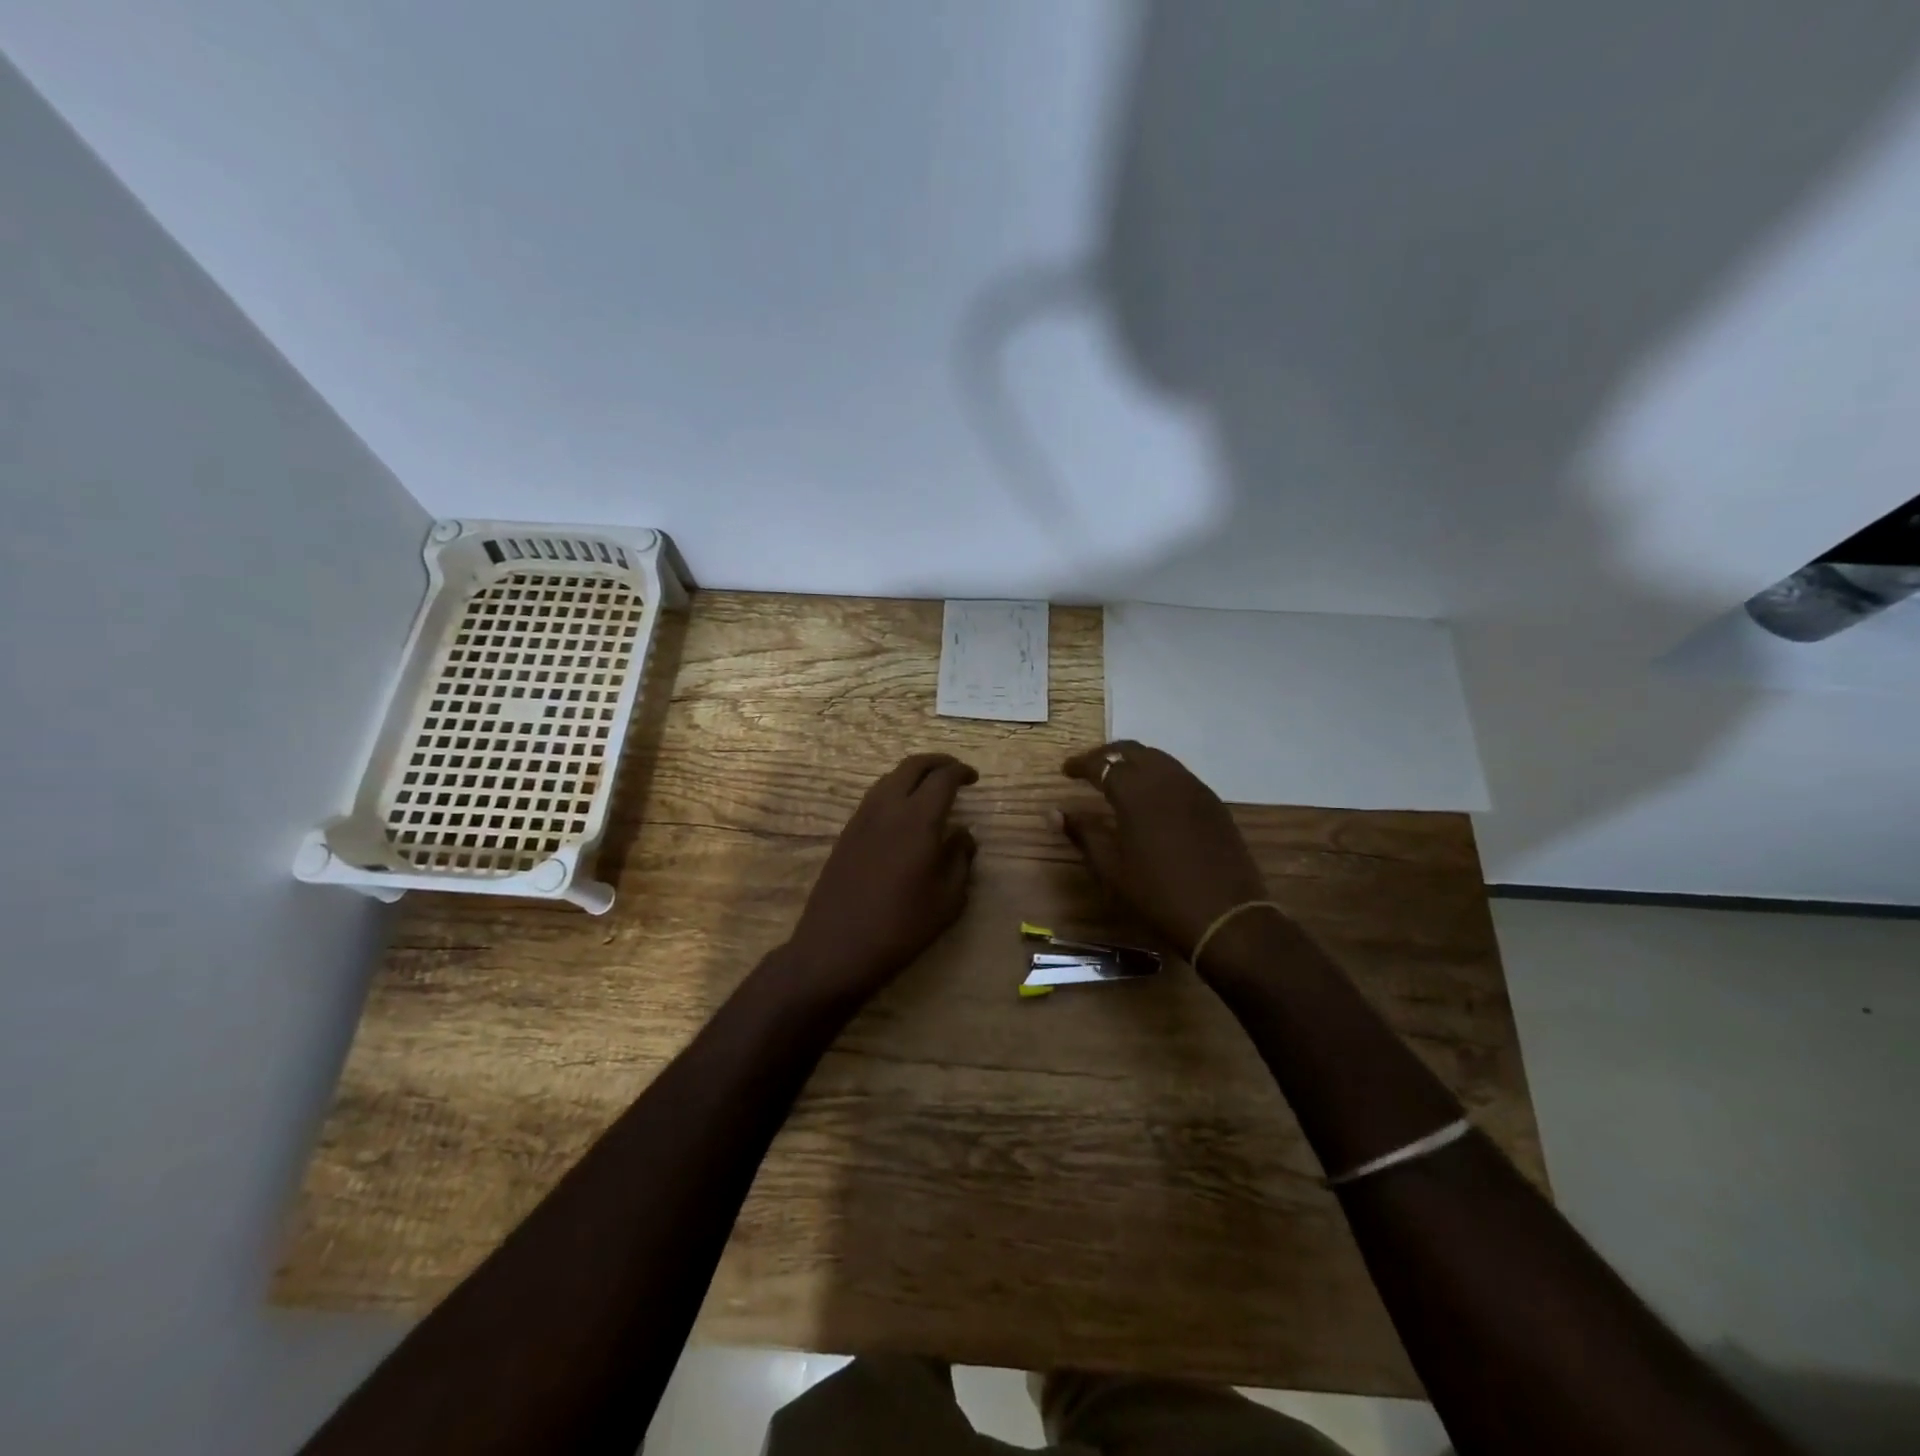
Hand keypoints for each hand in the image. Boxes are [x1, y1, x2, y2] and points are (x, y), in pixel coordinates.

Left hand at [783, 753, 979, 1005]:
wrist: (837, 946)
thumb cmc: (902, 926)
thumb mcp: (948, 899)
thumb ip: (960, 859)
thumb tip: (962, 835)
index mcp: (918, 819)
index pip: (943, 778)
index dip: (961, 772)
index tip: (973, 778)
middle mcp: (888, 807)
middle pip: (913, 766)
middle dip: (937, 762)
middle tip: (954, 772)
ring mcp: (862, 818)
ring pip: (890, 777)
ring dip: (913, 774)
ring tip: (930, 789)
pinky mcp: (847, 832)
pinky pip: (875, 796)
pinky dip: (895, 790)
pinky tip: (903, 812)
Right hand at [1056, 741, 1271, 960]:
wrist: (1225, 916)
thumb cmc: (1158, 894)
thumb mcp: (1111, 868)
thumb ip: (1083, 834)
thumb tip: (1054, 812)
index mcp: (1136, 792)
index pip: (1102, 763)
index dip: (1081, 764)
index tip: (1065, 770)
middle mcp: (1166, 779)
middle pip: (1132, 750)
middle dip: (1107, 754)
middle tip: (1089, 768)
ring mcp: (1194, 788)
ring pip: (1159, 758)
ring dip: (1134, 761)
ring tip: (1117, 778)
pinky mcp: (1213, 802)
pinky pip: (1179, 774)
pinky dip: (1157, 774)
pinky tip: (1151, 796)